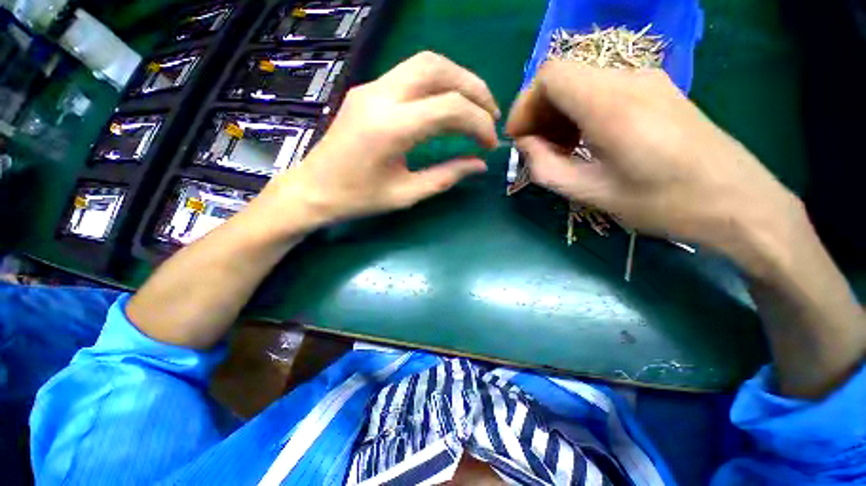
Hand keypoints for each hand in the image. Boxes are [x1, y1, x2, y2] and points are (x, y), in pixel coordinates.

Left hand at [255, 51, 499, 233]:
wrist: (313, 189)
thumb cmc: (358, 198)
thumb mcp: (407, 194)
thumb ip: (446, 176)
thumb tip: (479, 164)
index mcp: (391, 128)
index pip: (450, 108)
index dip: (478, 123)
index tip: (490, 144)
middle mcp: (380, 96)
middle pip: (439, 68)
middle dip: (474, 89)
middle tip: (490, 116)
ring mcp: (371, 88)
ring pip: (425, 63)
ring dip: (457, 80)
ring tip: (474, 108)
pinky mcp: (368, 90)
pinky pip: (410, 74)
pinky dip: (438, 84)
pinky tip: (447, 105)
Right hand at [505, 62, 801, 271]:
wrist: (737, 202)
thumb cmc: (663, 203)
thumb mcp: (591, 192)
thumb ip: (546, 166)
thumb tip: (526, 145)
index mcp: (611, 104)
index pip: (549, 76)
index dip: (525, 105)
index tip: (519, 138)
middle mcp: (629, 79)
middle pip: (564, 76)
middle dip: (539, 111)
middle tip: (536, 148)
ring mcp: (648, 80)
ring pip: (582, 81)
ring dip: (559, 112)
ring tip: (560, 148)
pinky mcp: (658, 90)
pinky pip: (603, 89)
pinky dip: (581, 110)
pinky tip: (586, 140)